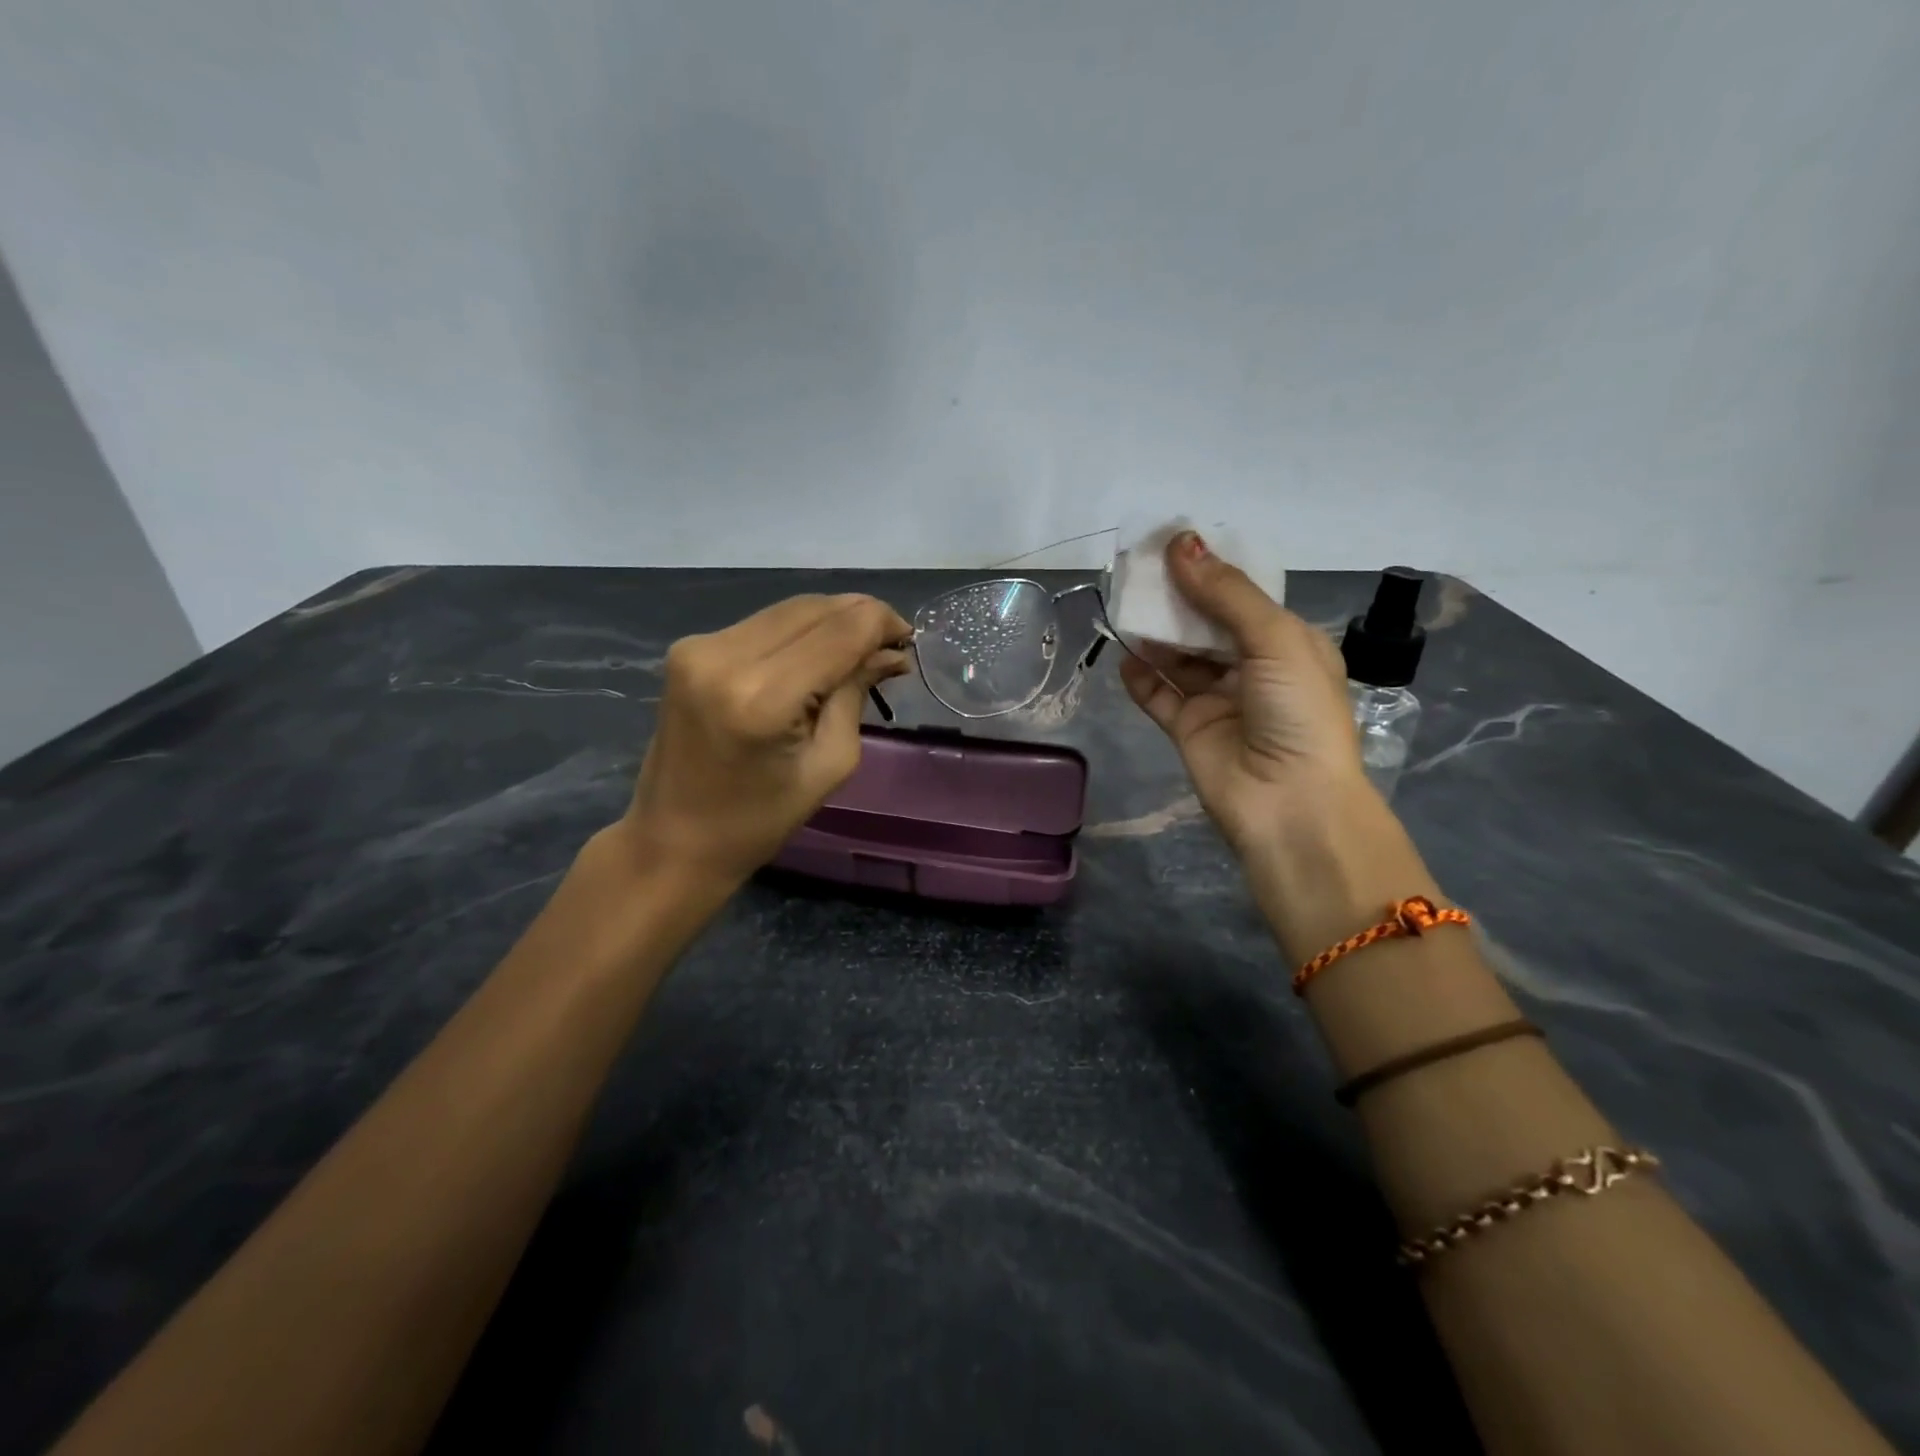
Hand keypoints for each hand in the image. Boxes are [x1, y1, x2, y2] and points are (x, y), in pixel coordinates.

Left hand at [620, 594, 911, 888]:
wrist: (673, 840)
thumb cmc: (759, 821)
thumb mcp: (829, 765)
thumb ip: (856, 694)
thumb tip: (888, 652)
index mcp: (761, 696)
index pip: (840, 631)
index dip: (882, 624)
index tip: (908, 641)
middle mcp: (724, 655)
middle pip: (814, 608)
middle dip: (861, 618)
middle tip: (891, 647)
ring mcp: (700, 646)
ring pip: (789, 610)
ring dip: (831, 622)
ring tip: (860, 651)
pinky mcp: (689, 648)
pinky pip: (763, 624)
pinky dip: (799, 632)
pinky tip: (818, 655)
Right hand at [1118, 531, 1372, 857]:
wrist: (1289, 803)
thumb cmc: (1297, 712)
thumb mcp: (1275, 640)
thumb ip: (1225, 594)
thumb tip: (1181, 542)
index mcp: (1287, 643)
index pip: (1243, 596)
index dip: (1210, 570)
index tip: (1172, 543)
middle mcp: (1252, 669)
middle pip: (1206, 624)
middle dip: (1176, 598)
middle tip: (1138, 570)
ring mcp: (1218, 700)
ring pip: (1179, 657)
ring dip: (1155, 634)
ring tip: (1125, 605)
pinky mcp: (1189, 730)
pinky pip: (1158, 695)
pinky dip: (1140, 676)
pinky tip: (1124, 656)